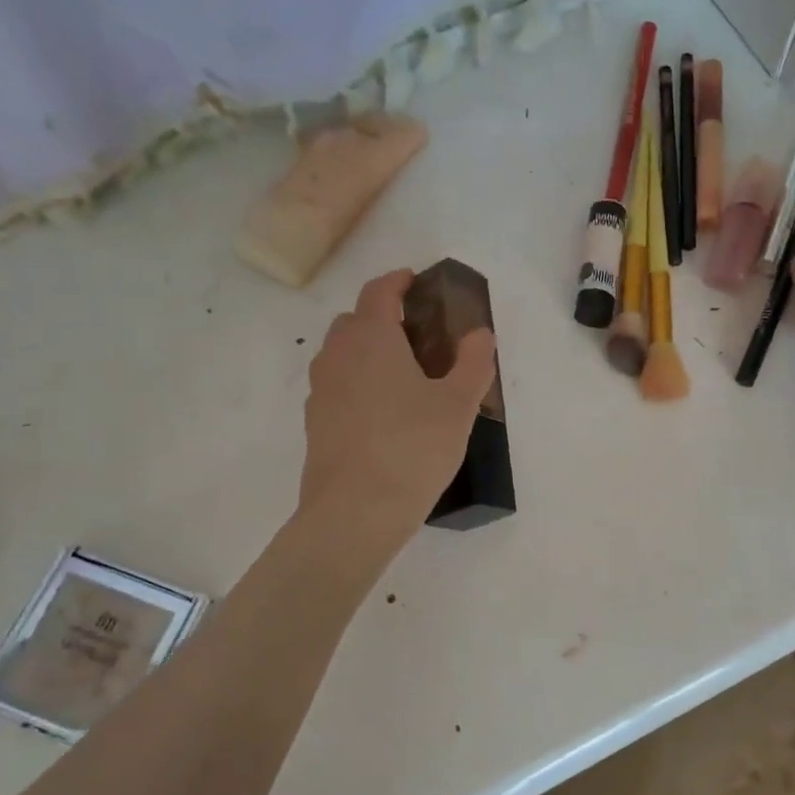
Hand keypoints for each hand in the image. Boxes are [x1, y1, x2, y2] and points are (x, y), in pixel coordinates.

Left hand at [298, 269, 496, 549]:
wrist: (355, 512)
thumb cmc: (413, 448)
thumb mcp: (458, 405)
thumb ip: (472, 363)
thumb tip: (480, 334)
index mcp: (371, 338)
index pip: (379, 292)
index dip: (398, 281)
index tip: (415, 281)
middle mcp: (338, 356)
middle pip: (354, 321)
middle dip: (381, 318)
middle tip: (416, 335)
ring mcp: (321, 391)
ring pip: (341, 355)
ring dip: (366, 352)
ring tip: (400, 375)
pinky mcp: (315, 423)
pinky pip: (336, 387)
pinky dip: (356, 384)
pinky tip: (382, 413)